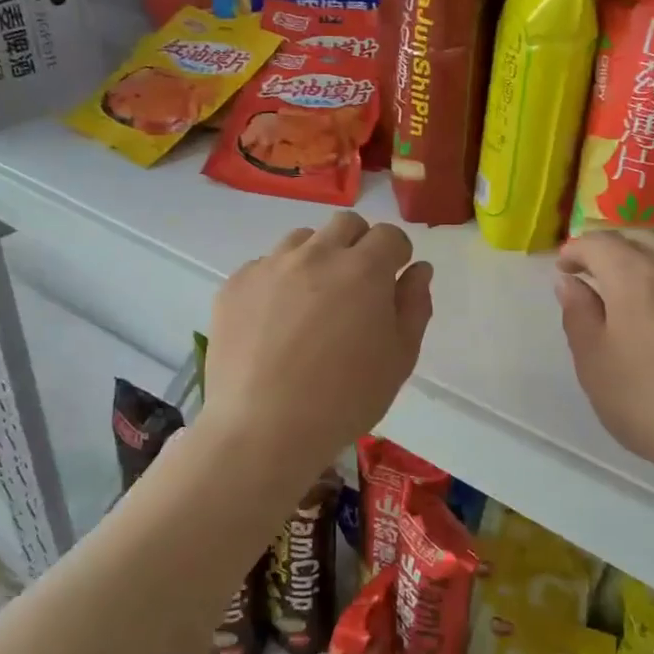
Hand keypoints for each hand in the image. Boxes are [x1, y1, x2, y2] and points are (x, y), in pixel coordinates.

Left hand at [204, 213, 433, 479]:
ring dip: (316, 258)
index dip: (396, 255)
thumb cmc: (345, 399)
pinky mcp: (235, 284)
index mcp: (364, 269)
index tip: (393, 280)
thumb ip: (414, 305)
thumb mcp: (399, 359)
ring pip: (302, 240)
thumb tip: (418, 269)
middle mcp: (317, 254)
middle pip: (346, 224)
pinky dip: (278, 282)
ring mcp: (271, 266)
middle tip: (356, 287)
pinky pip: (264, 266)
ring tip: (312, 303)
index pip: (389, 235)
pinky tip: (275, 323)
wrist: (264, 428)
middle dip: (359, 244)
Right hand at [555, 232, 653, 492]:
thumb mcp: (595, 366)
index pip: (598, 242)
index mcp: (635, 276)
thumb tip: (571, 283)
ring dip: (651, 262)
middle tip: (597, 276)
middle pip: (640, 238)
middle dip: (612, 249)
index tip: (565, 270)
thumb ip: (578, 315)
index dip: (575, 250)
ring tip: (641, 294)